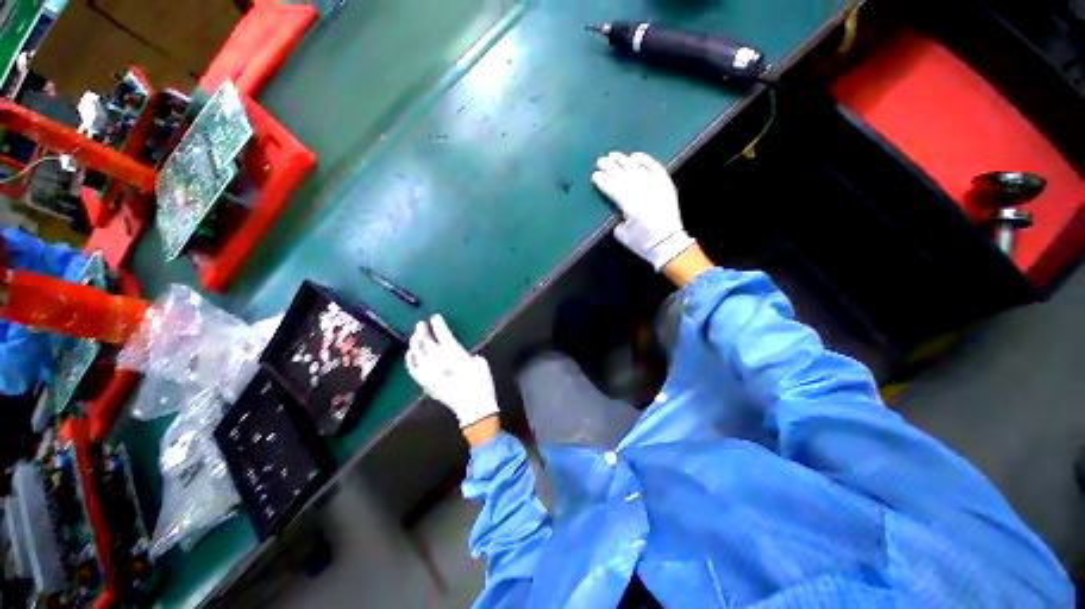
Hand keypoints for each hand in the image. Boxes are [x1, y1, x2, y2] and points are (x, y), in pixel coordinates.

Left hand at [406, 315, 498, 428]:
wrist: (474, 406)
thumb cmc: (482, 383)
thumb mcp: (481, 363)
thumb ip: (470, 355)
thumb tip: (464, 354)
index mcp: (454, 352)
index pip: (442, 333)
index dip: (438, 324)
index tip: (435, 317)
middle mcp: (438, 359)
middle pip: (426, 341)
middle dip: (422, 330)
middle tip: (421, 324)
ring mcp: (429, 371)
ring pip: (417, 352)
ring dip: (415, 342)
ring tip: (415, 336)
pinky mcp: (425, 382)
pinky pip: (412, 369)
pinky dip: (409, 360)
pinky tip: (410, 354)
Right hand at [591, 151, 694, 270]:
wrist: (667, 243)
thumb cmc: (642, 242)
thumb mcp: (621, 233)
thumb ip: (615, 216)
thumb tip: (614, 205)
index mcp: (630, 206)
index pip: (612, 188)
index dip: (602, 181)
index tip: (594, 175)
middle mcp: (642, 192)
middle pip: (623, 176)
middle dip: (610, 168)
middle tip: (600, 161)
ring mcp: (655, 186)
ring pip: (637, 169)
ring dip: (624, 161)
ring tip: (614, 155)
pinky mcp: (665, 185)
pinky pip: (655, 168)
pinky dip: (646, 161)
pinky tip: (636, 156)